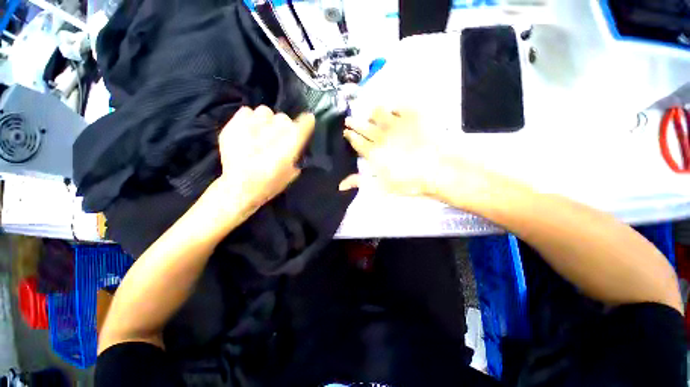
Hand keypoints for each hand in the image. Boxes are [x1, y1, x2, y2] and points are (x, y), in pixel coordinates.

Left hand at [216, 106, 314, 210]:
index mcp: (288, 147)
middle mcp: (272, 134)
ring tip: (262, 131)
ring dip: (267, 120)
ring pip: (265, 111)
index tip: (308, 120)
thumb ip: (296, 156)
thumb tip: (297, 144)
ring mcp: (251, 128)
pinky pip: (246, 111)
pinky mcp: (234, 127)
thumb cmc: (270, 184)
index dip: (306, 122)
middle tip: (279, 136)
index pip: (302, 125)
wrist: (240, 188)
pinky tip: (249, 130)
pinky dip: (249, 118)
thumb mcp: (291, 173)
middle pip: (284, 118)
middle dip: (284, 125)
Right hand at [341, 107, 442, 195]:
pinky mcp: (413, 115)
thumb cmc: (410, 182)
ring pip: (377, 112)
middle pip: (363, 126)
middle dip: (354, 122)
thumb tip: (340, 186)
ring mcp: (396, 123)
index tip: (346, 131)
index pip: (357, 141)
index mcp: (373, 153)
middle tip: (349, 119)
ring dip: (372, 113)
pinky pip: (399, 106)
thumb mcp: (382, 186)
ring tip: (372, 114)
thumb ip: (360, 182)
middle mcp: (381, 136)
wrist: (439, 169)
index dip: (350, 135)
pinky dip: (394, 107)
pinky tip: (394, 109)